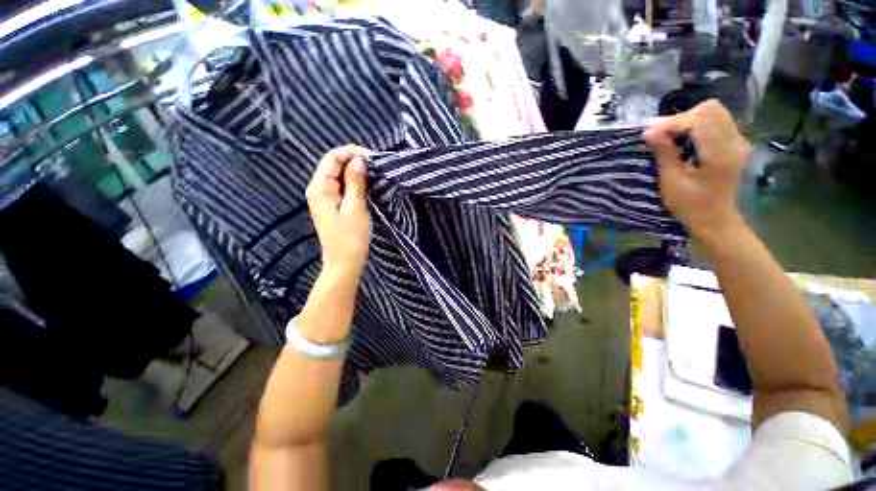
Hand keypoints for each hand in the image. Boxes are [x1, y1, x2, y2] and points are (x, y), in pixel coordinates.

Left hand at [306, 145, 372, 274]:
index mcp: (320, 188)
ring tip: (373, 173)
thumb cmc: (351, 237)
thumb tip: (358, 160)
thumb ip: (355, 182)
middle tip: (375, 165)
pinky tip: (364, 184)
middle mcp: (316, 189)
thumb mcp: (355, 207)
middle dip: (353, 160)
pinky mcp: (329, 205)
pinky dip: (351, 182)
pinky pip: (339, 186)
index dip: (351, 152)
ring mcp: (322, 198)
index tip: (372, 157)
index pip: (332, 158)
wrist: (344, 262)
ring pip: (337, 175)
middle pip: (332, 164)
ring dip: (353, 171)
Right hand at [645, 100, 751, 238]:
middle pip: (710, 109)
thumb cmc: (690, 205)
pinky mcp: (734, 144)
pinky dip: (697, 126)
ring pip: (714, 113)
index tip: (651, 134)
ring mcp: (737, 142)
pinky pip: (716, 123)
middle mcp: (734, 142)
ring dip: (689, 121)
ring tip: (670, 136)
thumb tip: (649, 131)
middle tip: (661, 134)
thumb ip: (664, 153)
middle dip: (682, 118)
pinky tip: (684, 140)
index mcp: (720, 153)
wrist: (715, 220)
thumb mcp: (672, 182)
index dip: (674, 122)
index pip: (700, 118)